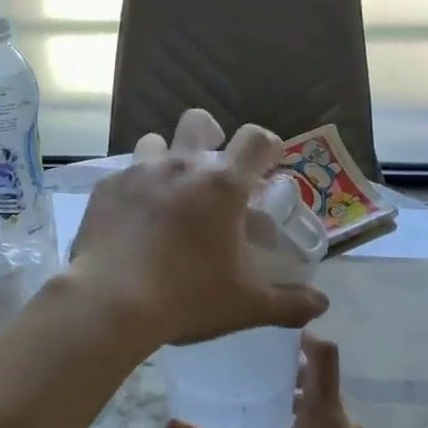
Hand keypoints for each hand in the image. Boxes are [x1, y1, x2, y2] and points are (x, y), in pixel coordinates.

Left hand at [65, 110, 327, 348]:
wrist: (109, 302)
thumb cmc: (186, 298)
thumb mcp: (245, 305)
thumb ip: (287, 303)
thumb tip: (321, 306)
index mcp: (222, 185)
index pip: (255, 139)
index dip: (267, 145)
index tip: (269, 162)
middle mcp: (181, 166)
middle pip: (199, 121)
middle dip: (211, 134)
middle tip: (213, 169)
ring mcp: (138, 173)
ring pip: (155, 142)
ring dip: (167, 157)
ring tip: (169, 191)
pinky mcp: (106, 188)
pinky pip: (124, 175)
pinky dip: (134, 189)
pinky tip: (133, 219)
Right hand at [167, 337, 391, 427]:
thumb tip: (173, 425)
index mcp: (325, 417)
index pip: (325, 355)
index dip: (305, 335)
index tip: (275, 332)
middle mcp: (347, 425)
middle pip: (324, 381)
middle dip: (293, 370)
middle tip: (255, 370)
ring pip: (330, 409)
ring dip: (303, 400)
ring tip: (266, 407)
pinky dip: (314, 425)